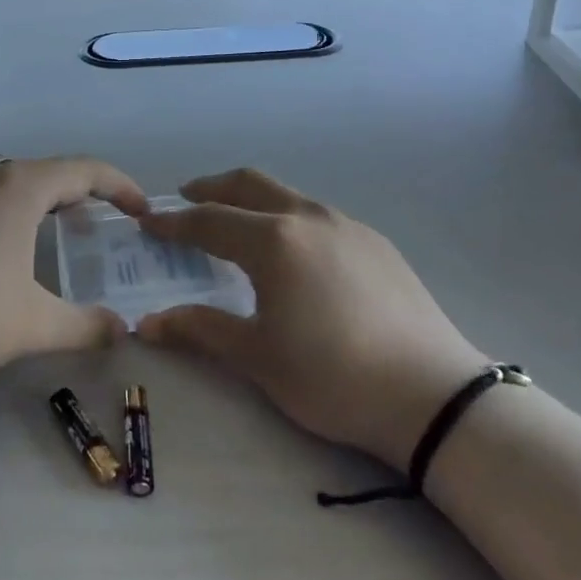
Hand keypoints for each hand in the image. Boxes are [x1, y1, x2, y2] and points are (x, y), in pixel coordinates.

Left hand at [0, 156, 147, 373]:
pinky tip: (5, 252)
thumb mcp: (31, 324)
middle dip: (86, 196)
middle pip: (52, 172)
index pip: (88, 170)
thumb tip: (122, 330)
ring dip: (47, 203)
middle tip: (106, 229)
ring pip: (16, 184)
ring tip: (60, 236)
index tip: (143, 212)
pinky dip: (15, 213)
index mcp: (22, 186)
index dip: (123, 187)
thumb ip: (84, 327)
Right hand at [137, 170, 487, 469]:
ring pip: (287, 196)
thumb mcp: (258, 357)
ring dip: (252, 200)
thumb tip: (148, 323)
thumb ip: (201, 330)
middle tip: (186, 201)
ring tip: (236, 226)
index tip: (148, 223)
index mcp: (273, 240)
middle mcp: (308, 217)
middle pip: (249, 184)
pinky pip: (317, 216)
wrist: (432, 395)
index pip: (209, 221)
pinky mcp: (375, 241)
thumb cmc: (332, 376)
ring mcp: (347, 224)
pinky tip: (293, 254)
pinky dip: (288, 219)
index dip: (174, 223)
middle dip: (212, 189)